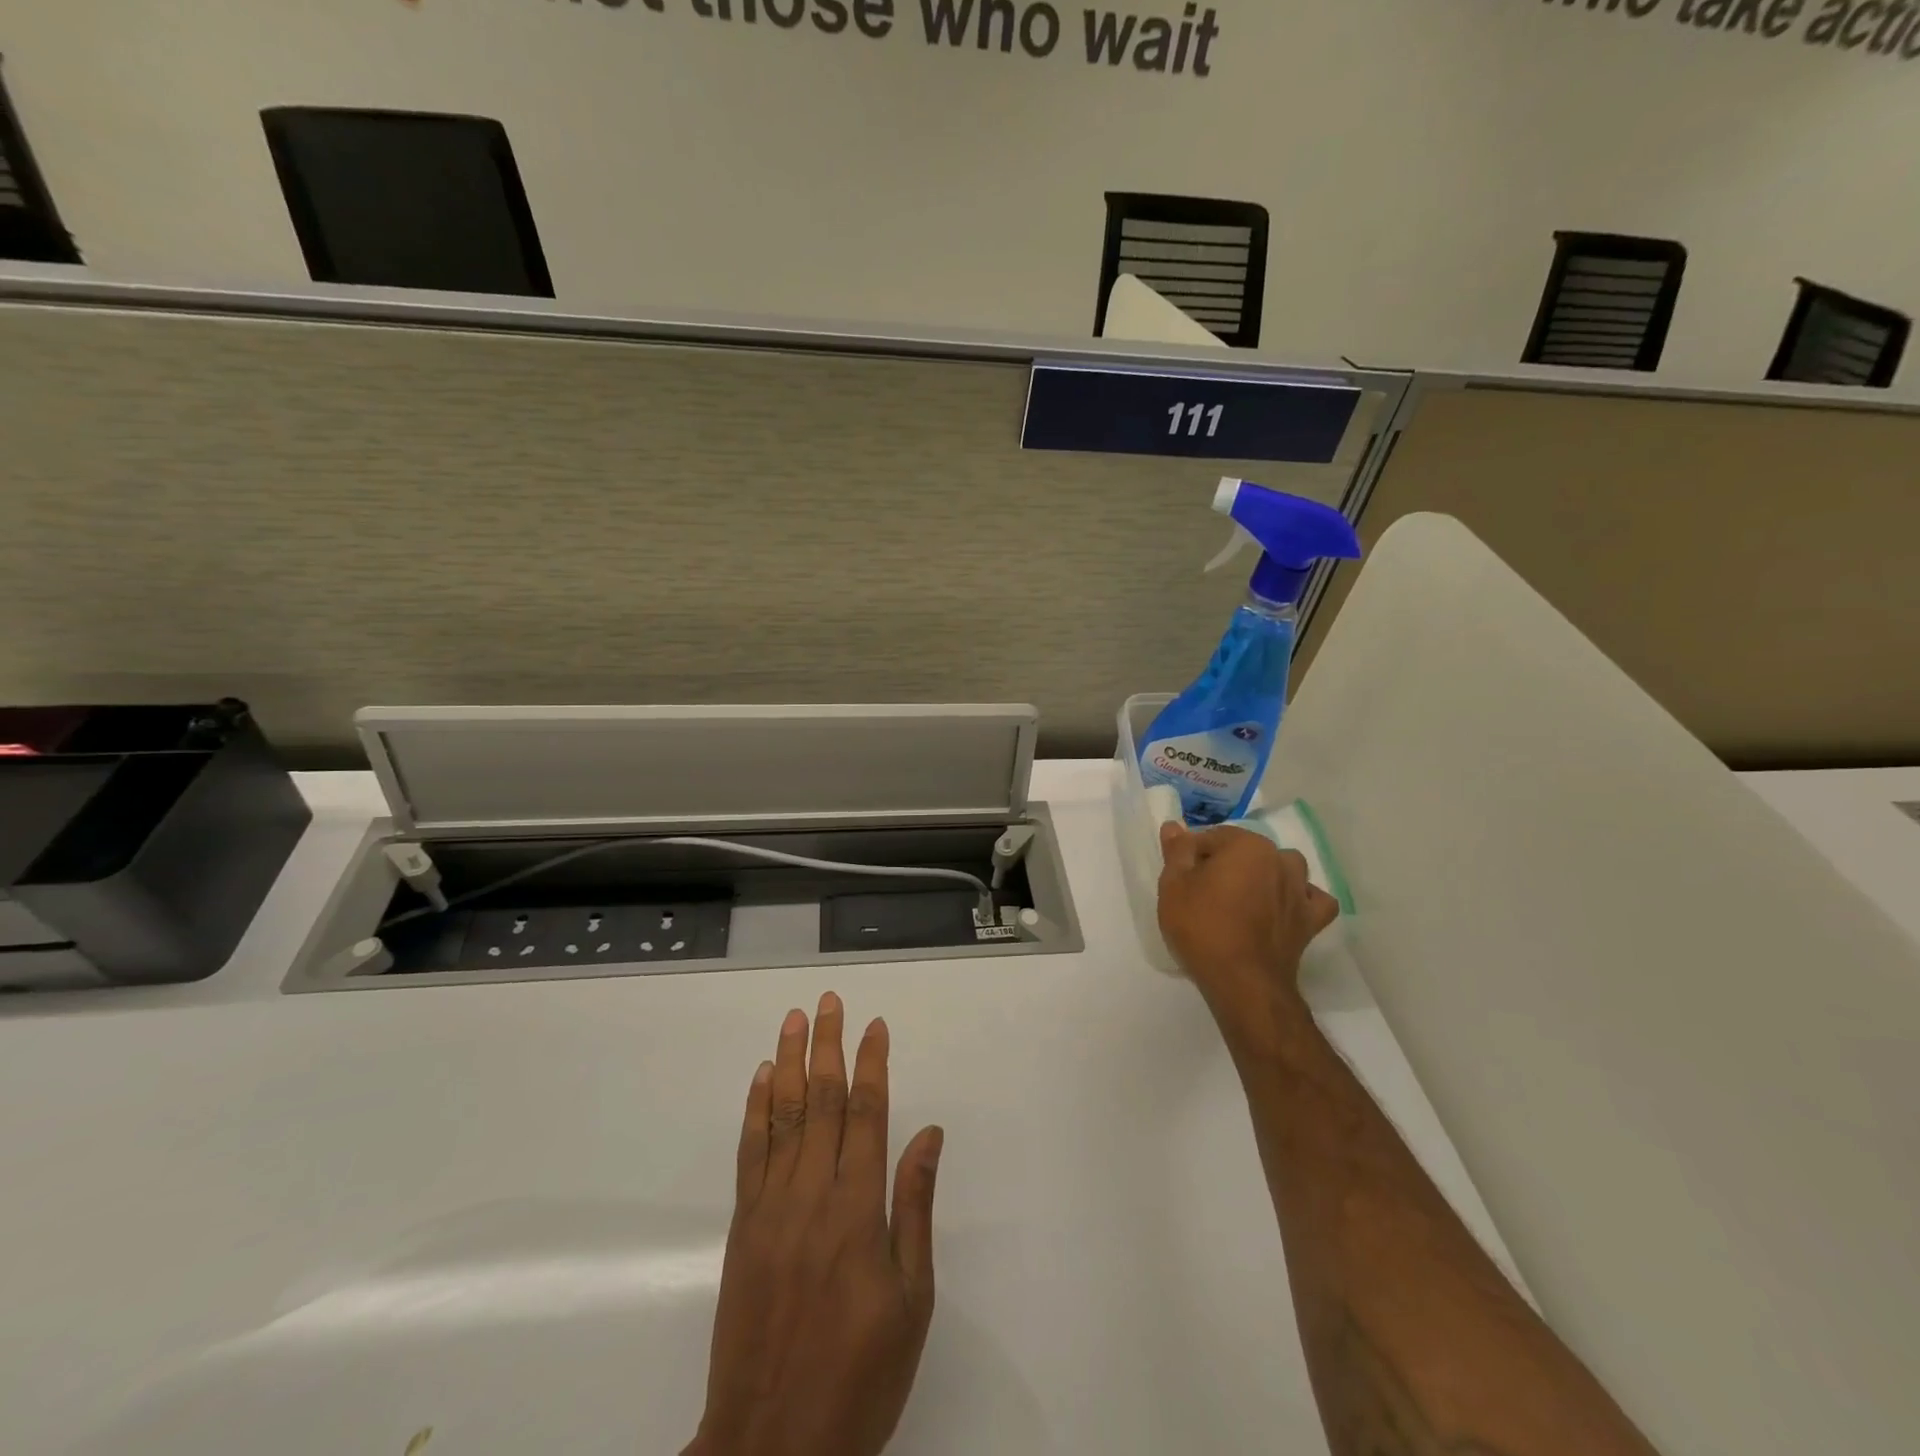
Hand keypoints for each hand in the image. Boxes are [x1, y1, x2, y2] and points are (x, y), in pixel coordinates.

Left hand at [685, 993, 943, 1455]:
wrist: (773, 1443)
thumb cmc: (860, 1374)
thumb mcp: (911, 1299)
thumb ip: (916, 1206)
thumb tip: (929, 1134)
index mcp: (858, 1209)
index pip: (866, 1113)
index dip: (871, 1064)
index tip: (876, 1025)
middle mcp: (812, 1194)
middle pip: (820, 1101)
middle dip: (828, 1045)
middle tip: (831, 1001)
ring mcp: (771, 1207)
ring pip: (782, 1116)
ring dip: (789, 1062)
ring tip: (795, 1019)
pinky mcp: (742, 1226)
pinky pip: (749, 1154)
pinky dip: (755, 1110)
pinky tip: (762, 1078)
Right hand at [1157, 822, 1339, 1056]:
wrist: (1242, 982)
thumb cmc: (1202, 928)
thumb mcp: (1173, 887)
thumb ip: (1177, 851)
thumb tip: (1174, 825)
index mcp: (1246, 845)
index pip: (1211, 837)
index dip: (1192, 855)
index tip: (1181, 878)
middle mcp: (1279, 859)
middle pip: (1246, 851)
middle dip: (1227, 864)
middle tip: (1204, 893)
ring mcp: (1300, 890)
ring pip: (1283, 868)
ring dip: (1266, 875)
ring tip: (1244, 899)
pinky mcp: (1312, 920)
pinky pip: (1312, 899)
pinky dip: (1300, 900)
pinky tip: (1283, 909)